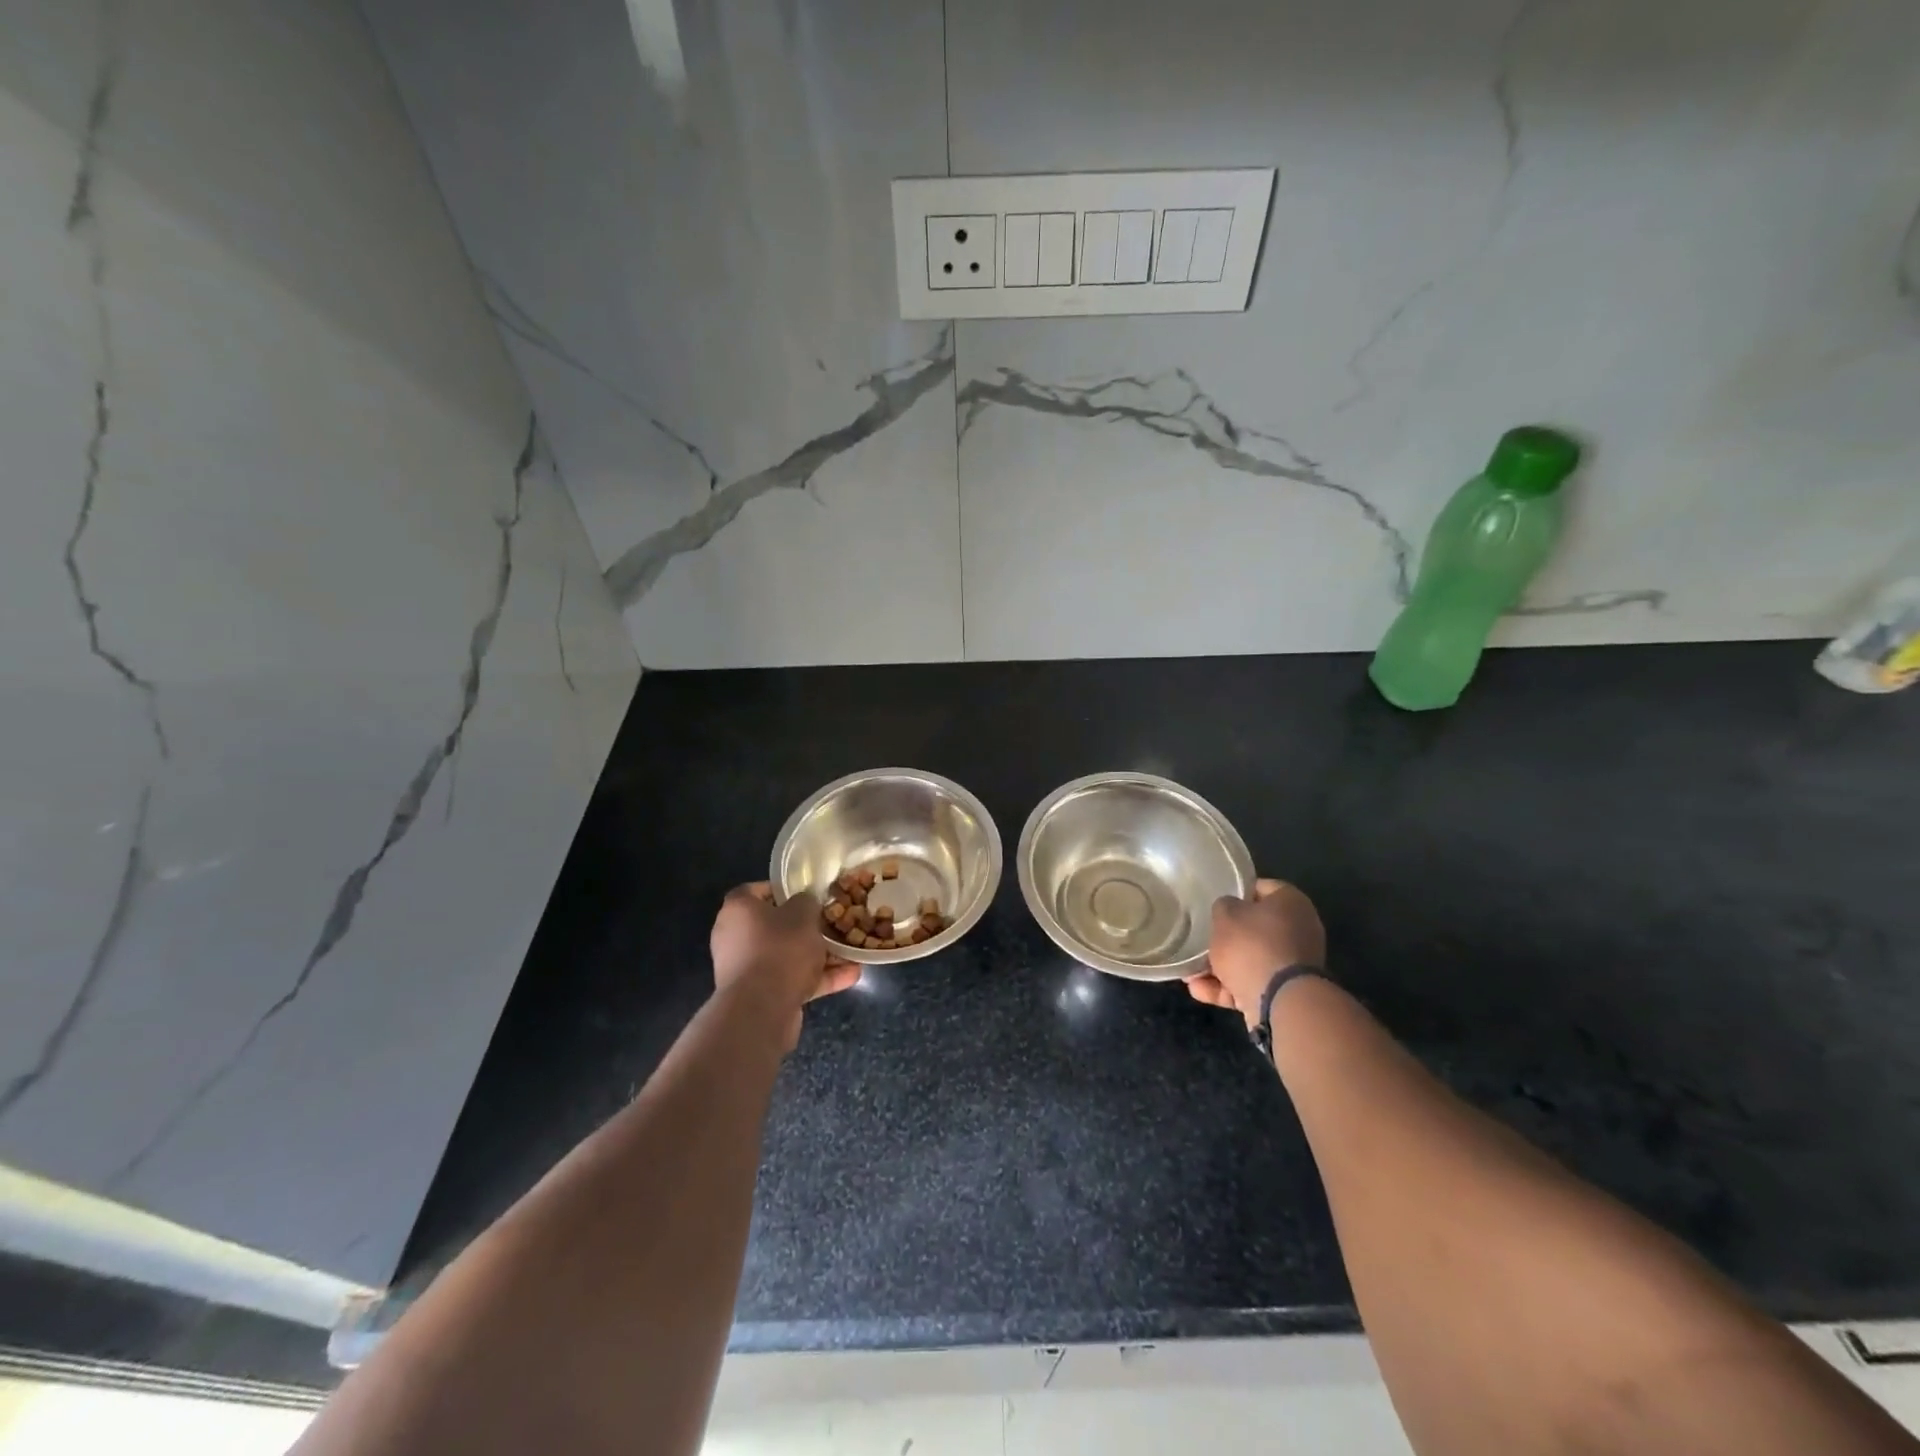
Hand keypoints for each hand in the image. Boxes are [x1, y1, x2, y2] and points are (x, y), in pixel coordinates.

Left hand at [710, 883, 860, 1050]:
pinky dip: (817, 979)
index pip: (758, 890)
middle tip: (833, 924)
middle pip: (776, 926)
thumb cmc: (780, 949)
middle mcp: (735, 937)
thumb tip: (805, 903)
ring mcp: (746, 969)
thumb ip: (806, 902)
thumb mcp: (803, 914)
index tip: (809, 895)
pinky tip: (850, 976)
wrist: (761, 1010)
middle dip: (808, 928)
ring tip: (850, 954)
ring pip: (787, 956)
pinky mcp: (759, 996)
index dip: (784, 890)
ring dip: (818, 956)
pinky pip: (791, 980)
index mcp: (738, 910)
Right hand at [1185, 878, 1326, 1027]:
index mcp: (1291, 903)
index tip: (1214, 900)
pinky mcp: (1283, 993)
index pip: (1261, 888)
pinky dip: (1226, 988)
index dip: (1236, 891)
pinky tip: (1198, 989)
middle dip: (1225, 936)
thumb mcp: (1225, 915)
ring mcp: (1292, 965)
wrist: (1280, 1002)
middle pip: (1254, 928)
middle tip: (1201, 937)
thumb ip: (1224, 906)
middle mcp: (1298, 931)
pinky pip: (1250, 984)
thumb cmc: (1252, 946)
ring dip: (1219, 966)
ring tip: (1190, 971)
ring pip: (1249, 959)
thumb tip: (1228, 910)